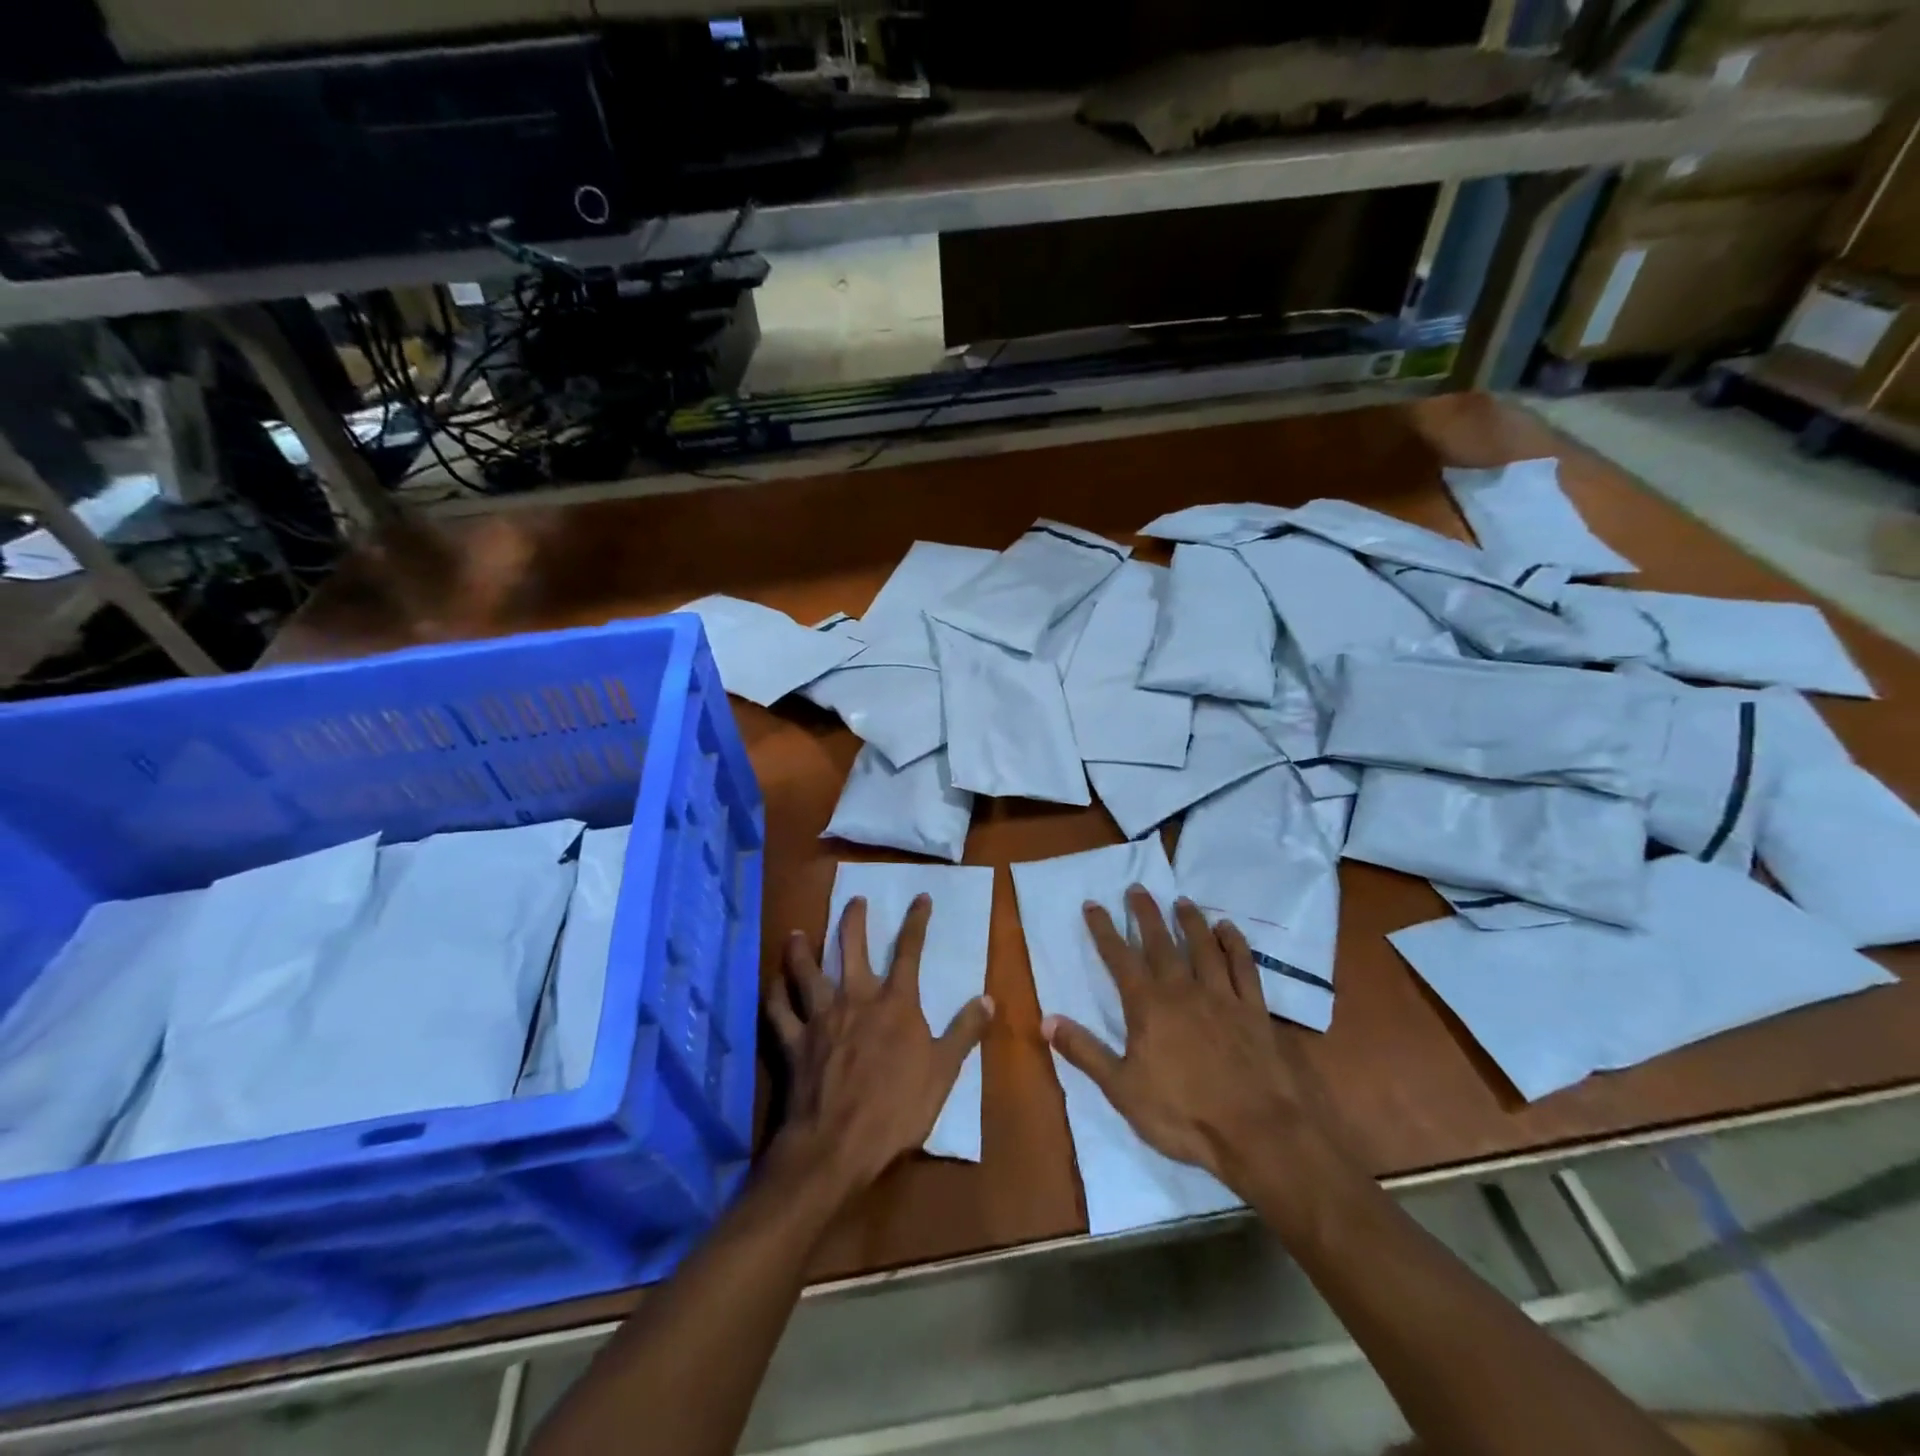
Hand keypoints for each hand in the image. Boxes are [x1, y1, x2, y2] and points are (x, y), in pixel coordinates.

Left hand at [767, 894, 994, 1194]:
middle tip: (854, 899)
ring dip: (801, 951)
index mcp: (894, 1004)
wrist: (838, 1143)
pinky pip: (779, 1011)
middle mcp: (855, 999)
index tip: (920, 897)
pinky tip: (772, 984)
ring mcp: (820, 1018)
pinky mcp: (793, 1041)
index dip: (916, 922)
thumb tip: (989, 999)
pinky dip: (774, 995)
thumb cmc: (896, 1108)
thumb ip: (964, 1032)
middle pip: (851, 949)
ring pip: (806, 973)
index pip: (909, 952)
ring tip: (796, 933)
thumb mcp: (943, 1071)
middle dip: (854, 921)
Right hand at [1042, 887, 1329, 1192]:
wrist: (1258, 1133)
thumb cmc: (1183, 1115)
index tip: (1093, 904)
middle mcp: (1183, 990)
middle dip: (1145, 913)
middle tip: (1137, 888)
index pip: (1119, 958)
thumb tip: (1046, 1019)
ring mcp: (1222, 996)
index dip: (1104, 930)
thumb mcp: (1122, 1089)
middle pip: (1160, 942)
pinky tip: (1229, 930)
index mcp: (1148, 1006)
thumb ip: (1085, 1051)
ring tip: (1182, 900)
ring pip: (1203, 947)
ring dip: (1190, 921)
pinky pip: (1244, 967)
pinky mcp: (1253, 1010)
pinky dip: (1235, 944)